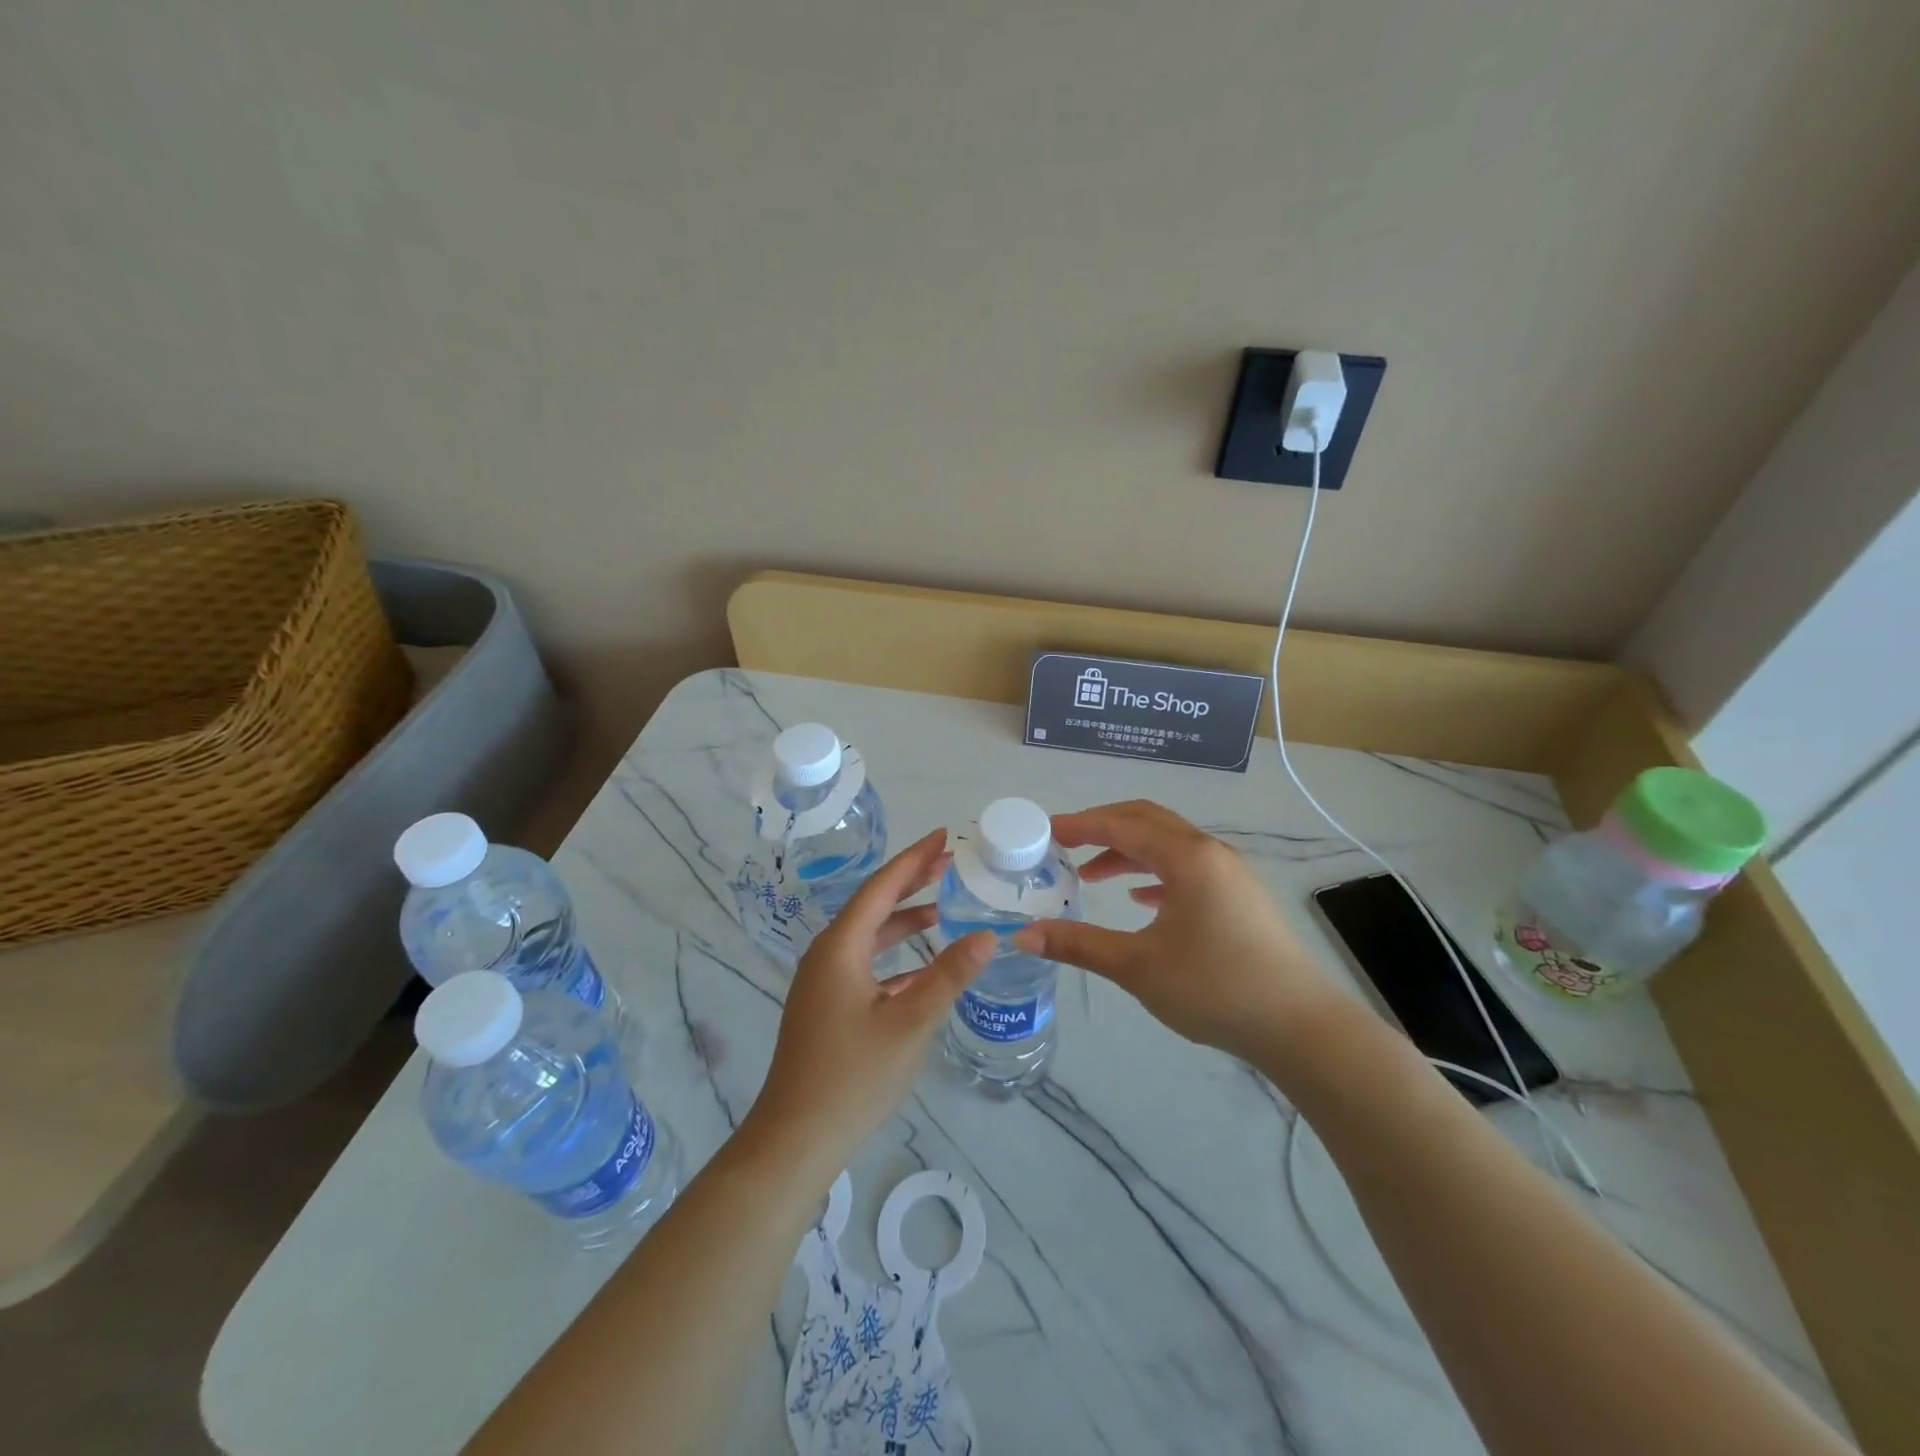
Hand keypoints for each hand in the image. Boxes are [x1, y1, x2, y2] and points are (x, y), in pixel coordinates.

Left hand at [741, 829, 993, 1180]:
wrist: (796, 1139)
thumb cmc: (853, 1076)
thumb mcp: (910, 1022)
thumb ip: (949, 976)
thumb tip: (987, 935)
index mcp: (840, 947)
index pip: (882, 887)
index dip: (914, 858)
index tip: (944, 836)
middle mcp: (827, 954)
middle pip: (874, 905)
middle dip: (912, 882)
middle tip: (950, 861)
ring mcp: (824, 982)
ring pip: (871, 936)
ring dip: (905, 920)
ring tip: (944, 907)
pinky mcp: (828, 1007)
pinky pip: (867, 965)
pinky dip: (896, 956)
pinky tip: (923, 966)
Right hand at [1013, 800, 1332, 1061]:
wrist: (1298, 1026)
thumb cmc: (1214, 987)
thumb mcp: (1137, 967)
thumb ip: (1079, 944)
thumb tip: (1023, 935)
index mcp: (1186, 857)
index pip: (1121, 824)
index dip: (1079, 824)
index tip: (1044, 831)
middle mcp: (1209, 852)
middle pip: (1146, 821)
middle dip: (1102, 828)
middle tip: (1064, 845)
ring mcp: (1229, 873)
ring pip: (1167, 845)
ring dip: (1127, 852)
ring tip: (1091, 876)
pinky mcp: (1238, 896)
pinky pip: (1187, 868)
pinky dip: (1155, 874)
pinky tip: (1141, 901)